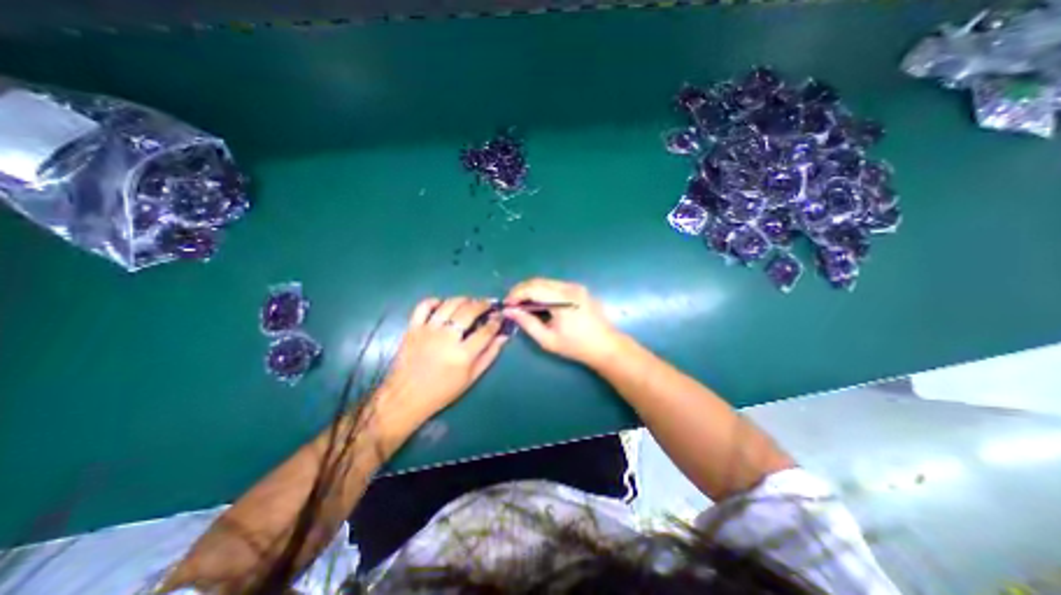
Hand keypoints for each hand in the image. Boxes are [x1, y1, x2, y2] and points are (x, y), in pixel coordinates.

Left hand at [374, 296, 507, 432]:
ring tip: (470, 302)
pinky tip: (442, 304)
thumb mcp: (471, 378)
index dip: (496, 321)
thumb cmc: (442, 391)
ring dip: (463, 299)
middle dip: (483, 304)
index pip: (486, 330)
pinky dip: (435, 301)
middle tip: (488, 304)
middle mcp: (446, 338)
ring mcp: (428, 331)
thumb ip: (489, 355)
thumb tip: (503, 336)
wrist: (406, 397)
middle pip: (469, 311)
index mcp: (463, 354)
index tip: (499, 316)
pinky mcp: (412, 328)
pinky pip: (424, 306)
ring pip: (449, 304)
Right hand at [502, 279, 624, 367]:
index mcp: (562, 299)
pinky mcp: (580, 289)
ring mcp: (576, 287)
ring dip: (532, 291)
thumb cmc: (576, 346)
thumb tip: (509, 311)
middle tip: (512, 305)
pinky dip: (544, 292)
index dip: (516, 294)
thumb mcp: (548, 339)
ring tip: (524, 306)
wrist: (606, 346)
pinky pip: (556, 286)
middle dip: (522, 291)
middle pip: (538, 281)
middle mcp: (569, 287)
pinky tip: (541, 305)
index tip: (507, 305)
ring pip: (547, 282)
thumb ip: (527, 323)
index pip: (532, 288)